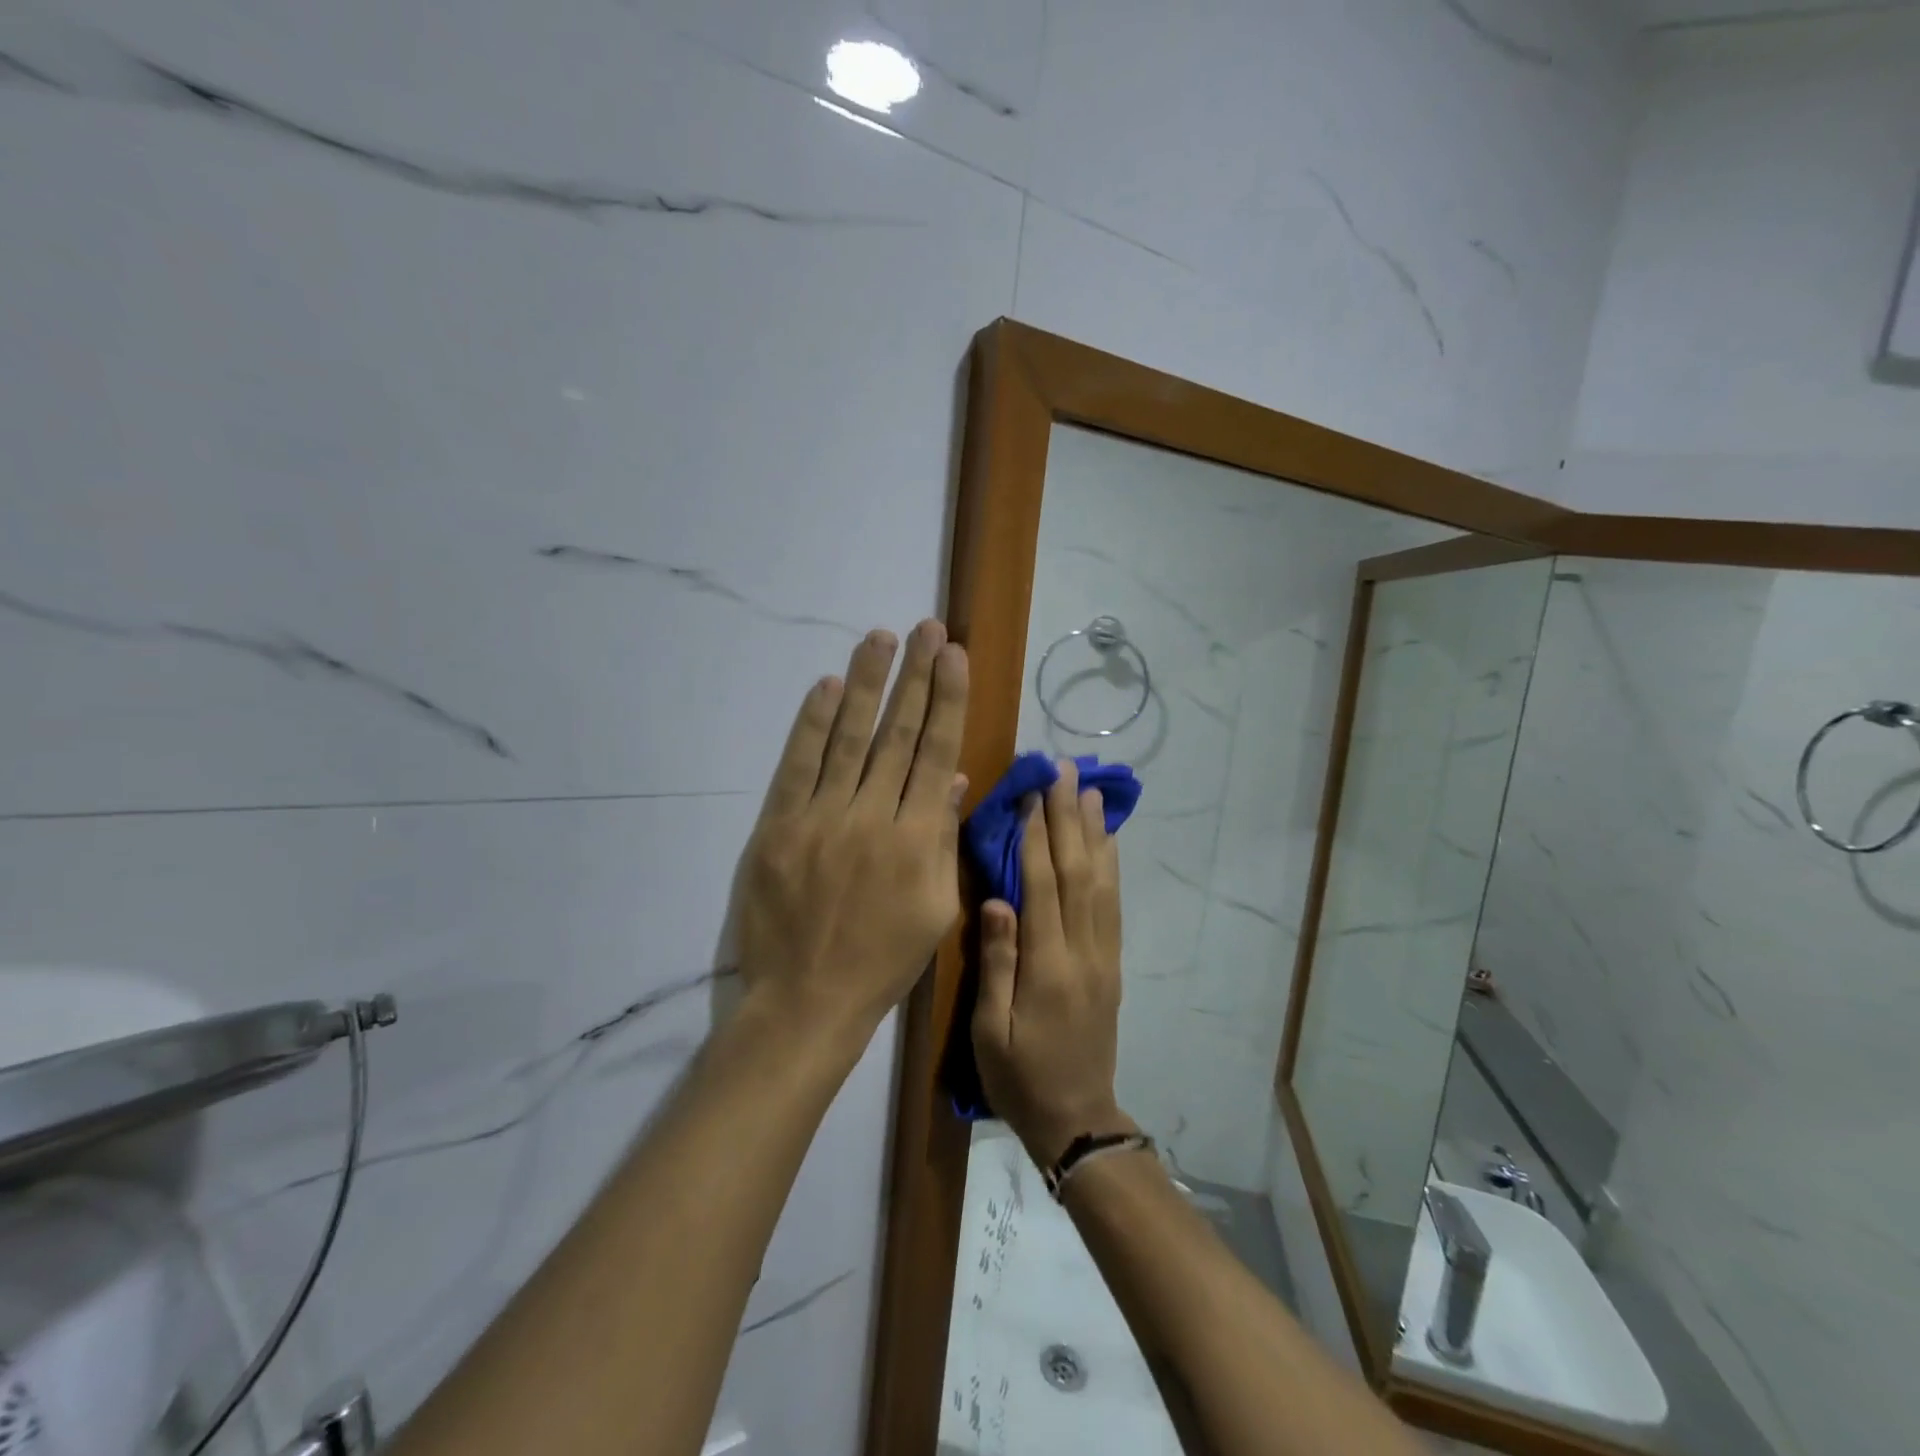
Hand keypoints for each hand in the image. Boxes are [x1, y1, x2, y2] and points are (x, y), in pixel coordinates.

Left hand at [735, 620, 969, 1044]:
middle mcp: (873, 817)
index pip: (936, 752)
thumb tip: (952, 779)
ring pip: (848, 738)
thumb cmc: (883, 960)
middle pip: (897, 734)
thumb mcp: (936, 909)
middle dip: (915, 677)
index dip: (947, 700)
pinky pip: (797, 765)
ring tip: (880, 638)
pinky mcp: (778, 826)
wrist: (807, 1001)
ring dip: (866, 683)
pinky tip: (826, 686)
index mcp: (918, 839)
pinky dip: (811, 724)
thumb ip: (944, 839)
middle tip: (926, 629)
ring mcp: (821, 818)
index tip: (954, 656)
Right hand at [972, 758, 1132, 1165]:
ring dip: (1095, 833)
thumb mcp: (989, 1030)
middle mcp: (1083, 951)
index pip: (1042, 887)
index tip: (1031, 793)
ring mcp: (1104, 956)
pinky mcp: (1113, 963)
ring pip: (1102, 883)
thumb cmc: (1019, 1076)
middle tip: (1064, 772)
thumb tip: (998, 899)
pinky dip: (1111, 866)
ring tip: (1090, 791)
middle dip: (1069, 818)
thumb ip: (996, 962)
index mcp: (1047, 967)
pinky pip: (1114, 905)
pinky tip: (1107, 842)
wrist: (1078, 1118)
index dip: (1036, 837)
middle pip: (1077, 873)